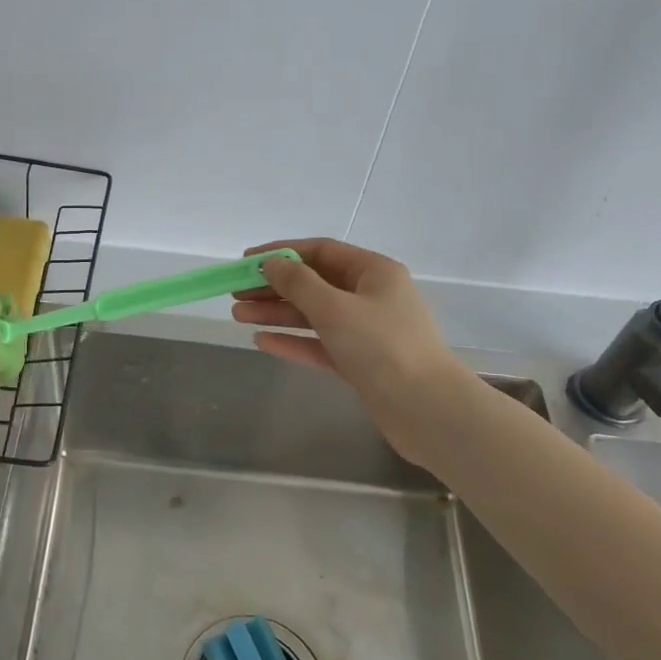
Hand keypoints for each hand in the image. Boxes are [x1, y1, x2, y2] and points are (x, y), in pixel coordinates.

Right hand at [232, 238, 467, 462]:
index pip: (320, 251)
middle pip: (314, 283)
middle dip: (274, 287)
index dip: (281, 253)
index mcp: (373, 272)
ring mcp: (366, 331)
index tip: (246, 261)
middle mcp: (371, 296)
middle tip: (235, 293)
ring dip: (277, 313)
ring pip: (314, 315)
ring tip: (238, 315)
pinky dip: (293, 341)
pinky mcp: (360, 362)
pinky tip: (261, 341)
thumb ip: (298, 283)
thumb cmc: (381, 346)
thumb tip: (271, 264)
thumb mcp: (335, 308)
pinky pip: (320, 344)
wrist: (425, 408)